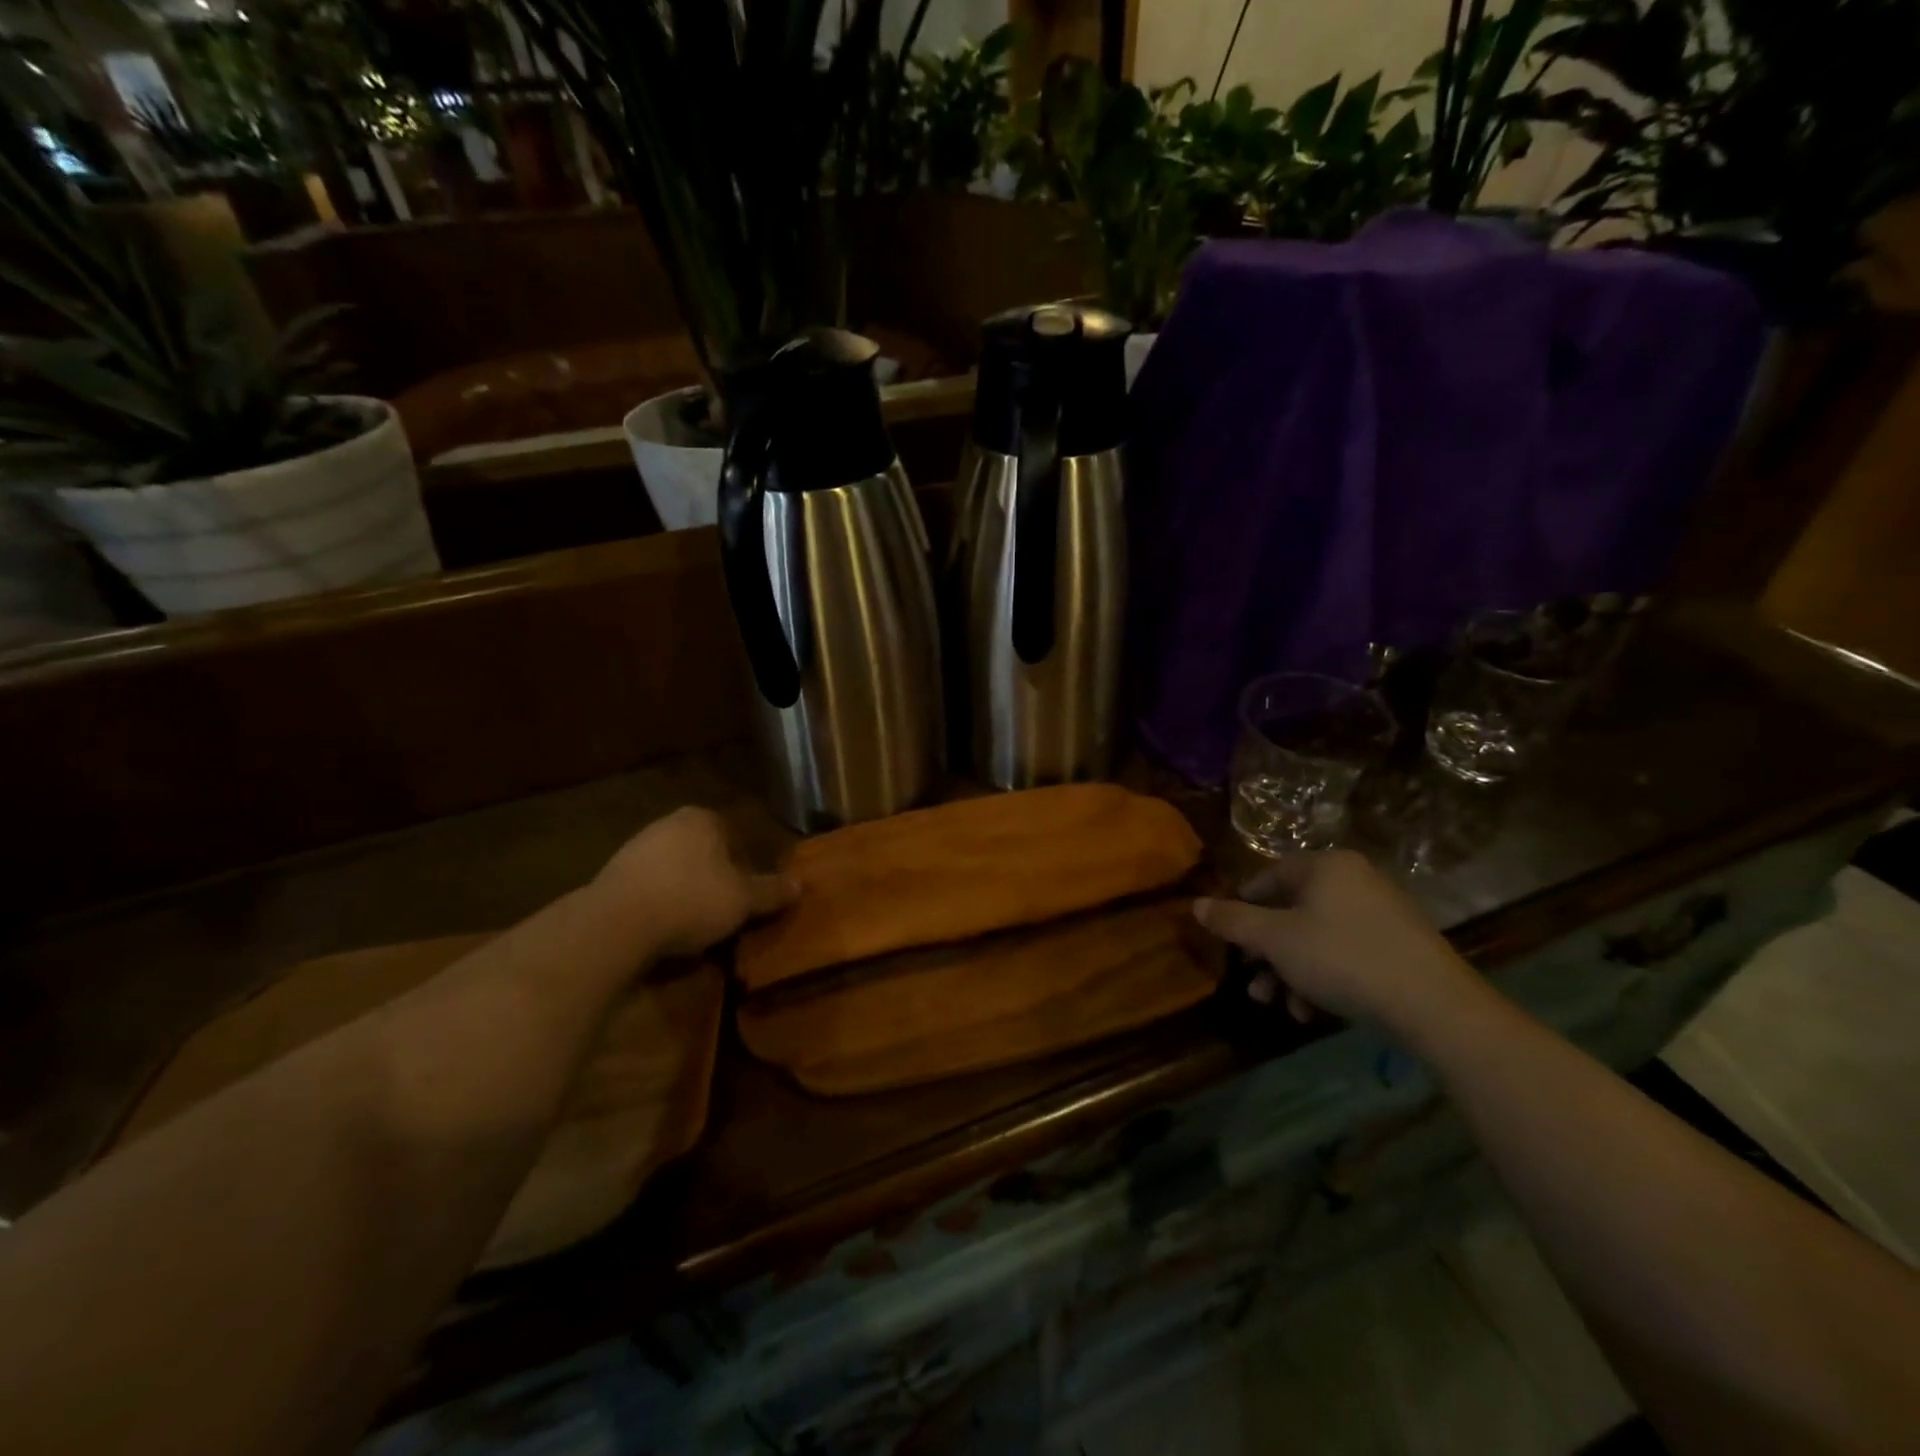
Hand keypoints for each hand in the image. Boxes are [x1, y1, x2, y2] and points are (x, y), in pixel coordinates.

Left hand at [597, 807, 796, 956]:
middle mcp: (669, 823)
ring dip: (686, 892)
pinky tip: (664, 929)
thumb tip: (800, 884)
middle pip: (704, 852)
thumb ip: (771, 891)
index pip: (736, 837)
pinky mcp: (611, 875)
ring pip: (675, 870)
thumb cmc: (691, 900)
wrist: (616, 923)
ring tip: (695, 926)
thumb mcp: (743, 900)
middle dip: (715, 878)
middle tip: (725, 911)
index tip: (748, 895)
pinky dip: (659, 904)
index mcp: (703, 819)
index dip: (746, 867)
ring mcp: (636, 847)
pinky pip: (648, 888)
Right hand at [1193, 850, 1477, 1032]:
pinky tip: (1313, 1011)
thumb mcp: (1274, 940)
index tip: (1230, 941)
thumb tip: (1195, 904)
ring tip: (1280, 1005)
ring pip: (1316, 937)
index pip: (1267, 877)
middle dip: (1266, 953)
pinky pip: (1346, 951)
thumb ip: (1232, 921)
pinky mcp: (1400, 944)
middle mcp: (1354, 879)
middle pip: (1291, 911)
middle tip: (1254, 985)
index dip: (1241, 908)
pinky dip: (1323, 976)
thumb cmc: (1342, 958)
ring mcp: (1381, 911)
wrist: (1434, 1004)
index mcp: (1324, 866)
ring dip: (1290, 971)